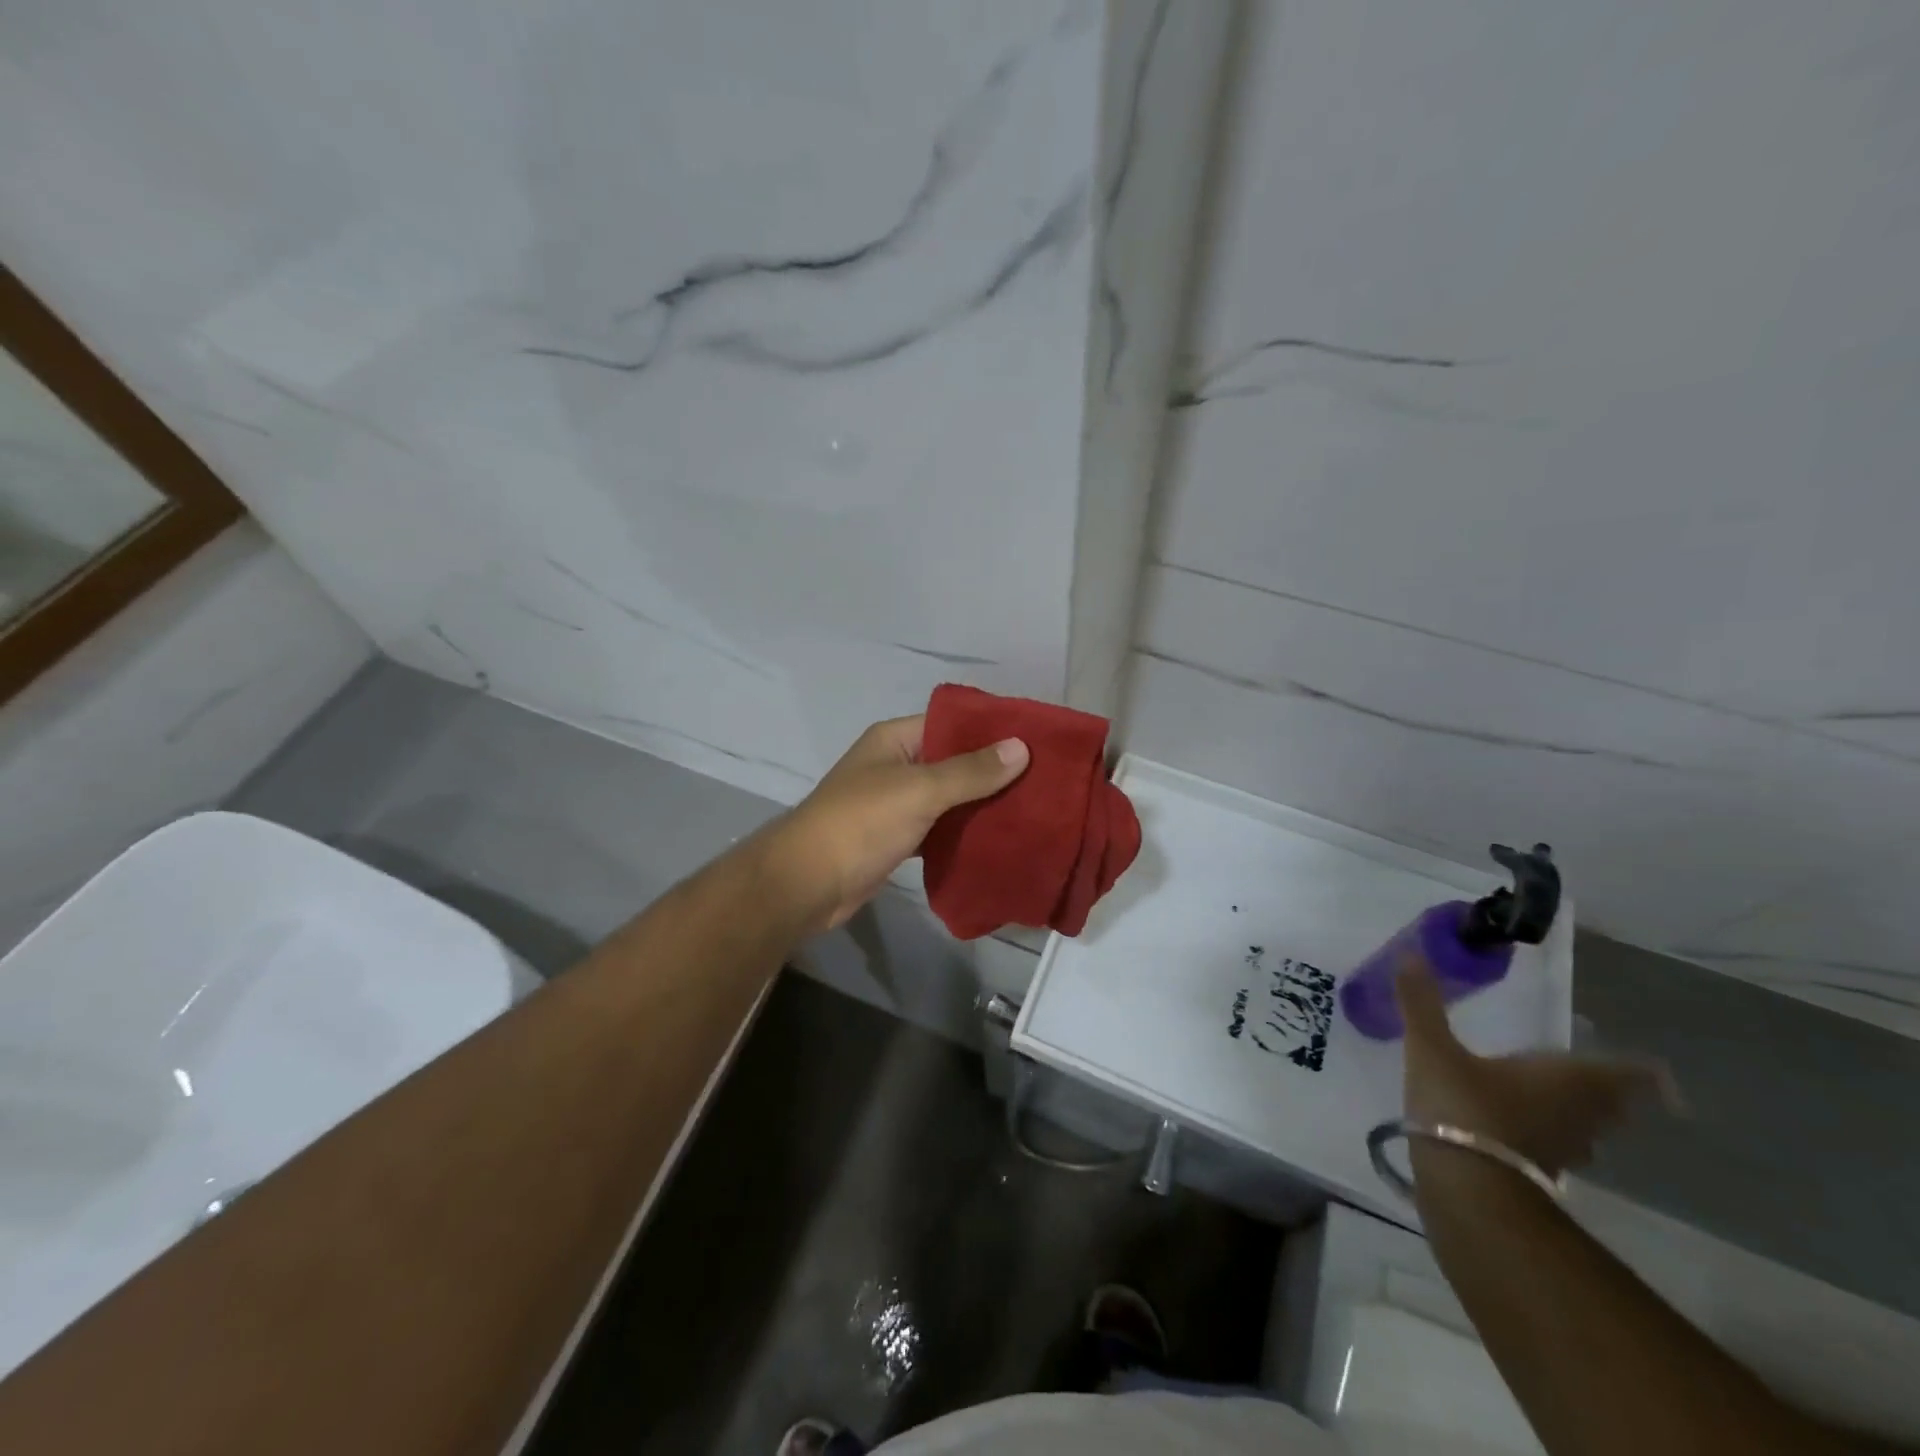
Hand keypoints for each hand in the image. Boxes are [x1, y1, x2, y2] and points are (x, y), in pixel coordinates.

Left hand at [761, 715, 1028, 932]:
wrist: (808, 883)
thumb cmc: (861, 823)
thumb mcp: (919, 790)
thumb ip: (970, 771)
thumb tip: (1021, 747)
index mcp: (895, 740)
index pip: (951, 723)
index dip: (990, 731)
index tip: (1035, 741)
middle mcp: (896, 765)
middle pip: (953, 761)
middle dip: (993, 772)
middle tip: (1043, 780)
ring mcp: (895, 804)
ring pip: (948, 798)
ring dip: (981, 804)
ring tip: (1032, 808)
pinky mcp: (897, 838)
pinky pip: (939, 828)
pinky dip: (963, 833)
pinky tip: (999, 839)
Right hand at [1395, 962, 1678, 1176]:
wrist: (1466, 1187)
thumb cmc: (1461, 1106)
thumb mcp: (1431, 1048)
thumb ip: (1422, 1004)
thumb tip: (1411, 954)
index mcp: (1564, 1079)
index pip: (1626, 1074)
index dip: (1645, 1073)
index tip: (1659, 1073)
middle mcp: (1577, 1114)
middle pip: (1612, 1104)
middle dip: (1612, 1092)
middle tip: (1602, 1078)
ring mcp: (1562, 1150)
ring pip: (1588, 1130)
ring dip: (1583, 1115)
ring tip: (1562, 1100)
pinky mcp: (1539, 1174)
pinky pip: (1558, 1148)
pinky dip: (1552, 1136)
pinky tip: (1524, 1129)